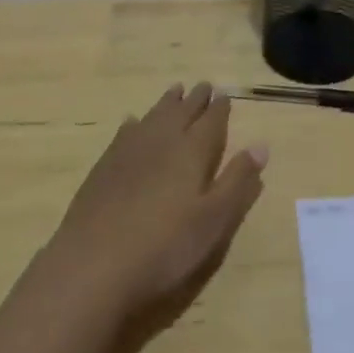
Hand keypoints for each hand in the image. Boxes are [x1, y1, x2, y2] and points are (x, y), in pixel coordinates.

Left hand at [41, 82, 267, 320]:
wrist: (92, 267)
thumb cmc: (163, 248)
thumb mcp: (213, 221)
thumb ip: (237, 181)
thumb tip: (261, 145)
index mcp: (193, 151)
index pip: (212, 121)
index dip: (220, 108)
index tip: (225, 95)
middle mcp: (163, 140)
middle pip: (183, 111)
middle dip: (196, 98)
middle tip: (204, 85)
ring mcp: (129, 151)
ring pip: (154, 115)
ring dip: (168, 102)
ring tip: (175, 90)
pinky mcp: (104, 166)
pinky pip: (126, 131)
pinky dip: (136, 122)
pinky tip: (133, 123)